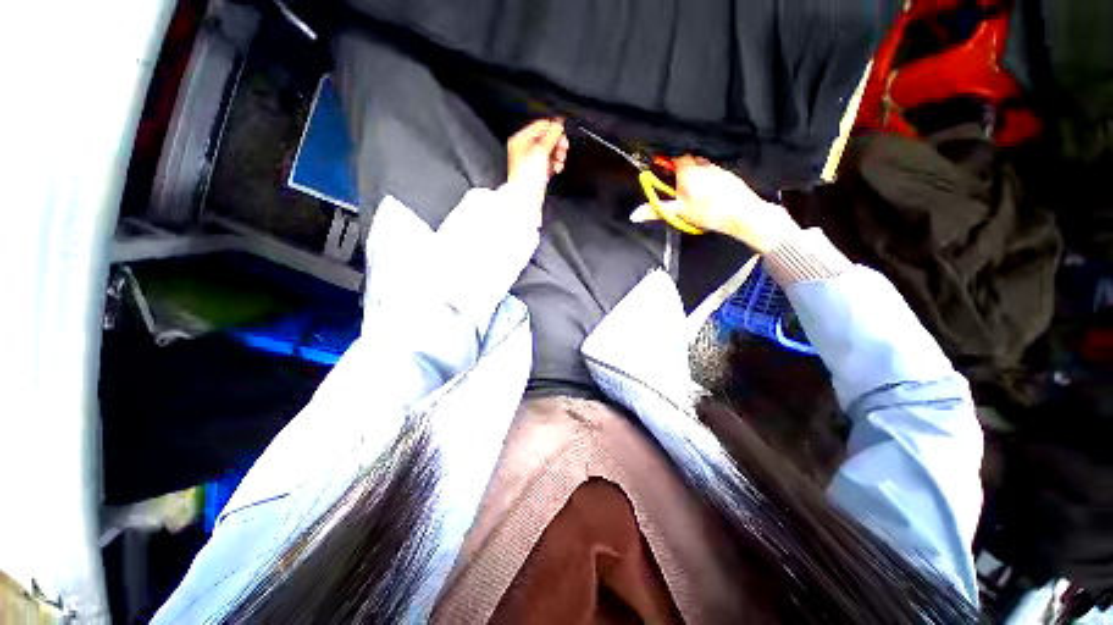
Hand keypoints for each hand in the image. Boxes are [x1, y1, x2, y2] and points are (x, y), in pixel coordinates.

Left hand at [506, 119, 568, 221]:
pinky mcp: (537, 172)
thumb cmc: (528, 176)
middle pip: (546, 139)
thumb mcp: (541, 151)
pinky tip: (557, 168)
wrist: (527, 198)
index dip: (553, 129)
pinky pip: (549, 163)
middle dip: (557, 144)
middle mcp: (524, 149)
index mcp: (520, 140)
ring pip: (549, 152)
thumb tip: (559, 124)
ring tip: (560, 161)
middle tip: (563, 148)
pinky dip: (555, 164)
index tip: (562, 134)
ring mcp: (531, 161)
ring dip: (558, 155)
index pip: (540, 126)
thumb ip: (551, 136)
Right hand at [632, 156, 800, 252]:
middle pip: (688, 160)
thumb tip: (635, 214)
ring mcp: (718, 168)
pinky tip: (709, 194)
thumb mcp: (678, 212)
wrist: (742, 215)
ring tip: (693, 192)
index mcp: (688, 171)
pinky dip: (709, 179)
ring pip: (702, 165)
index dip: (667, 160)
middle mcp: (703, 165)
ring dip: (695, 173)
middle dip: (681, 169)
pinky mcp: (729, 175)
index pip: (675, 155)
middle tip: (677, 185)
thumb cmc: (709, 212)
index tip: (662, 166)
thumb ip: (656, 210)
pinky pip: (714, 172)